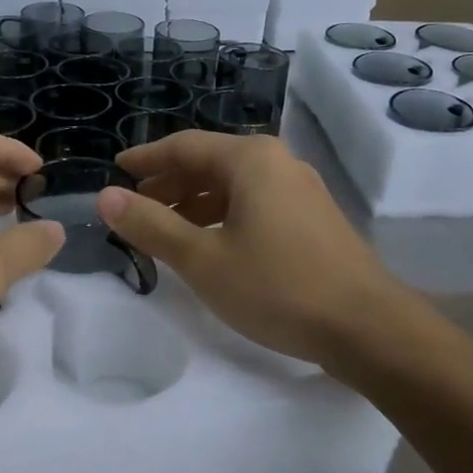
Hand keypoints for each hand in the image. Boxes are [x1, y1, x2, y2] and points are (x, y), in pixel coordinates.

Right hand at [100, 131, 416, 369]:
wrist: (367, 327)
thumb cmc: (277, 286)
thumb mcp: (203, 258)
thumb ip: (151, 226)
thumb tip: (105, 197)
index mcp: (250, 159)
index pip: (184, 146)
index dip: (146, 159)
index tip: (116, 170)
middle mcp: (277, 162)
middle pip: (210, 163)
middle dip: (169, 184)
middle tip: (136, 208)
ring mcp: (300, 190)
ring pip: (234, 186)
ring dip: (195, 203)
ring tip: (167, 231)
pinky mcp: (313, 219)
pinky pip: (255, 204)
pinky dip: (224, 216)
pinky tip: (212, 245)